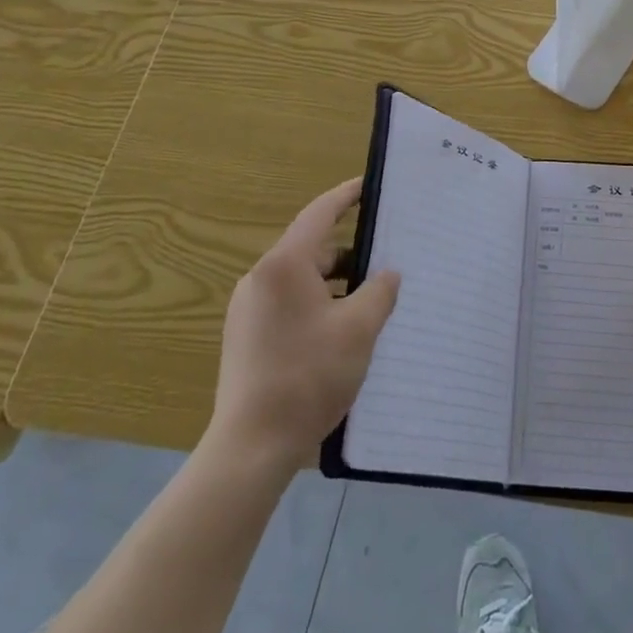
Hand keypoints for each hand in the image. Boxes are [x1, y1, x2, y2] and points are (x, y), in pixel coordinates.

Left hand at [204, 178, 399, 476]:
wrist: (251, 447)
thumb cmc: (308, 376)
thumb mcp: (359, 329)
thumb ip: (379, 291)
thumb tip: (387, 274)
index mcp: (284, 265)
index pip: (320, 213)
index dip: (347, 196)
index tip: (370, 186)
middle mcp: (261, 278)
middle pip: (312, 249)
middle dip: (350, 253)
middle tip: (386, 259)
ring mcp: (248, 308)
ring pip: (301, 280)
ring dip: (335, 283)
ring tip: (370, 300)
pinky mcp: (246, 336)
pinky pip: (288, 303)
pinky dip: (317, 304)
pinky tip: (341, 331)